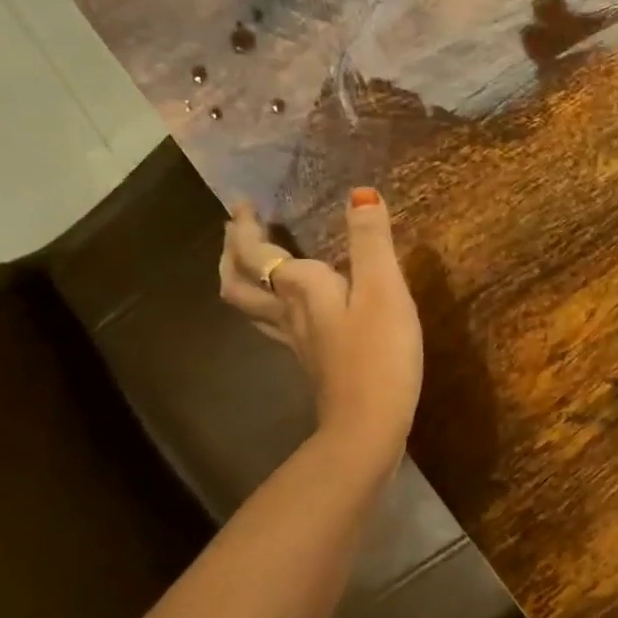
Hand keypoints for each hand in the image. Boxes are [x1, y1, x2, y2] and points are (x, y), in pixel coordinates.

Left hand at [218, 189, 424, 464]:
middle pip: (240, 283)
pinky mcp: (312, 362)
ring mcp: (297, 342)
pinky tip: (290, 309)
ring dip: (242, 280)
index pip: (256, 253)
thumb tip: (361, 193)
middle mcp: (289, 313)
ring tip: (249, 263)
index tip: (243, 204)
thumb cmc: (379, 353)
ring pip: (252, 308)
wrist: (369, 424)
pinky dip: (269, 306)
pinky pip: (275, 325)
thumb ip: (372, 242)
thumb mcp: (384, 290)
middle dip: (233, 253)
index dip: (245, 227)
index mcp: (301, 289)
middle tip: (236, 230)